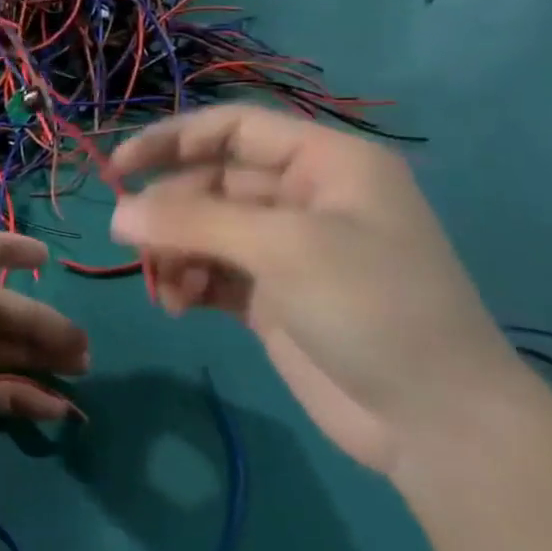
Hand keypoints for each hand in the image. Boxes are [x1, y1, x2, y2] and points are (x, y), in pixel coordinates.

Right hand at [107, 105, 525, 476]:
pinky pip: (210, 273)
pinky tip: (178, 305)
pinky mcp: (271, 297)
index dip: (172, 140)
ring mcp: (287, 251)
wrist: (435, 421)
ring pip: (203, 231)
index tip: (118, 169)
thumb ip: (194, 222)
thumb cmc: (372, 307)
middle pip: (211, 183)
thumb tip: (116, 215)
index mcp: (325, 164)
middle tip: (134, 244)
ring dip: (174, 252)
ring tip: (166, 288)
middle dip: (170, 212)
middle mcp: (304, 198)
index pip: (233, 128)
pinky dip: (187, 282)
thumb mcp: (283, 248)